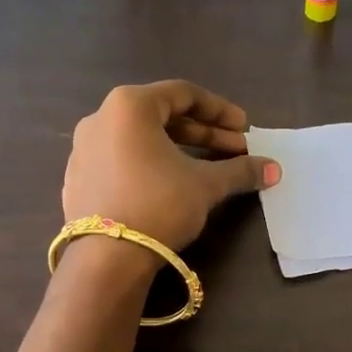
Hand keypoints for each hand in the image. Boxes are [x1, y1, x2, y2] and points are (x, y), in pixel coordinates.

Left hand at [62, 81, 279, 252]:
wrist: (106, 258)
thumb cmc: (159, 204)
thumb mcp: (206, 185)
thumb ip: (240, 170)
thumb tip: (274, 169)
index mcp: (129, 106)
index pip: (183, 94)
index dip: (220, 110)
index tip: (244, 128)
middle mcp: (101, 119)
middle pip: (161, 116)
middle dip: (203, 134)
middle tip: (235, 150)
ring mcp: (83, 150)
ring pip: (141, 140)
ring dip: (179, 150)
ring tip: (207, 170)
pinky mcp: (78, 180)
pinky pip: (122, 162)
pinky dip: (151, 166)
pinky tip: (170, 187)